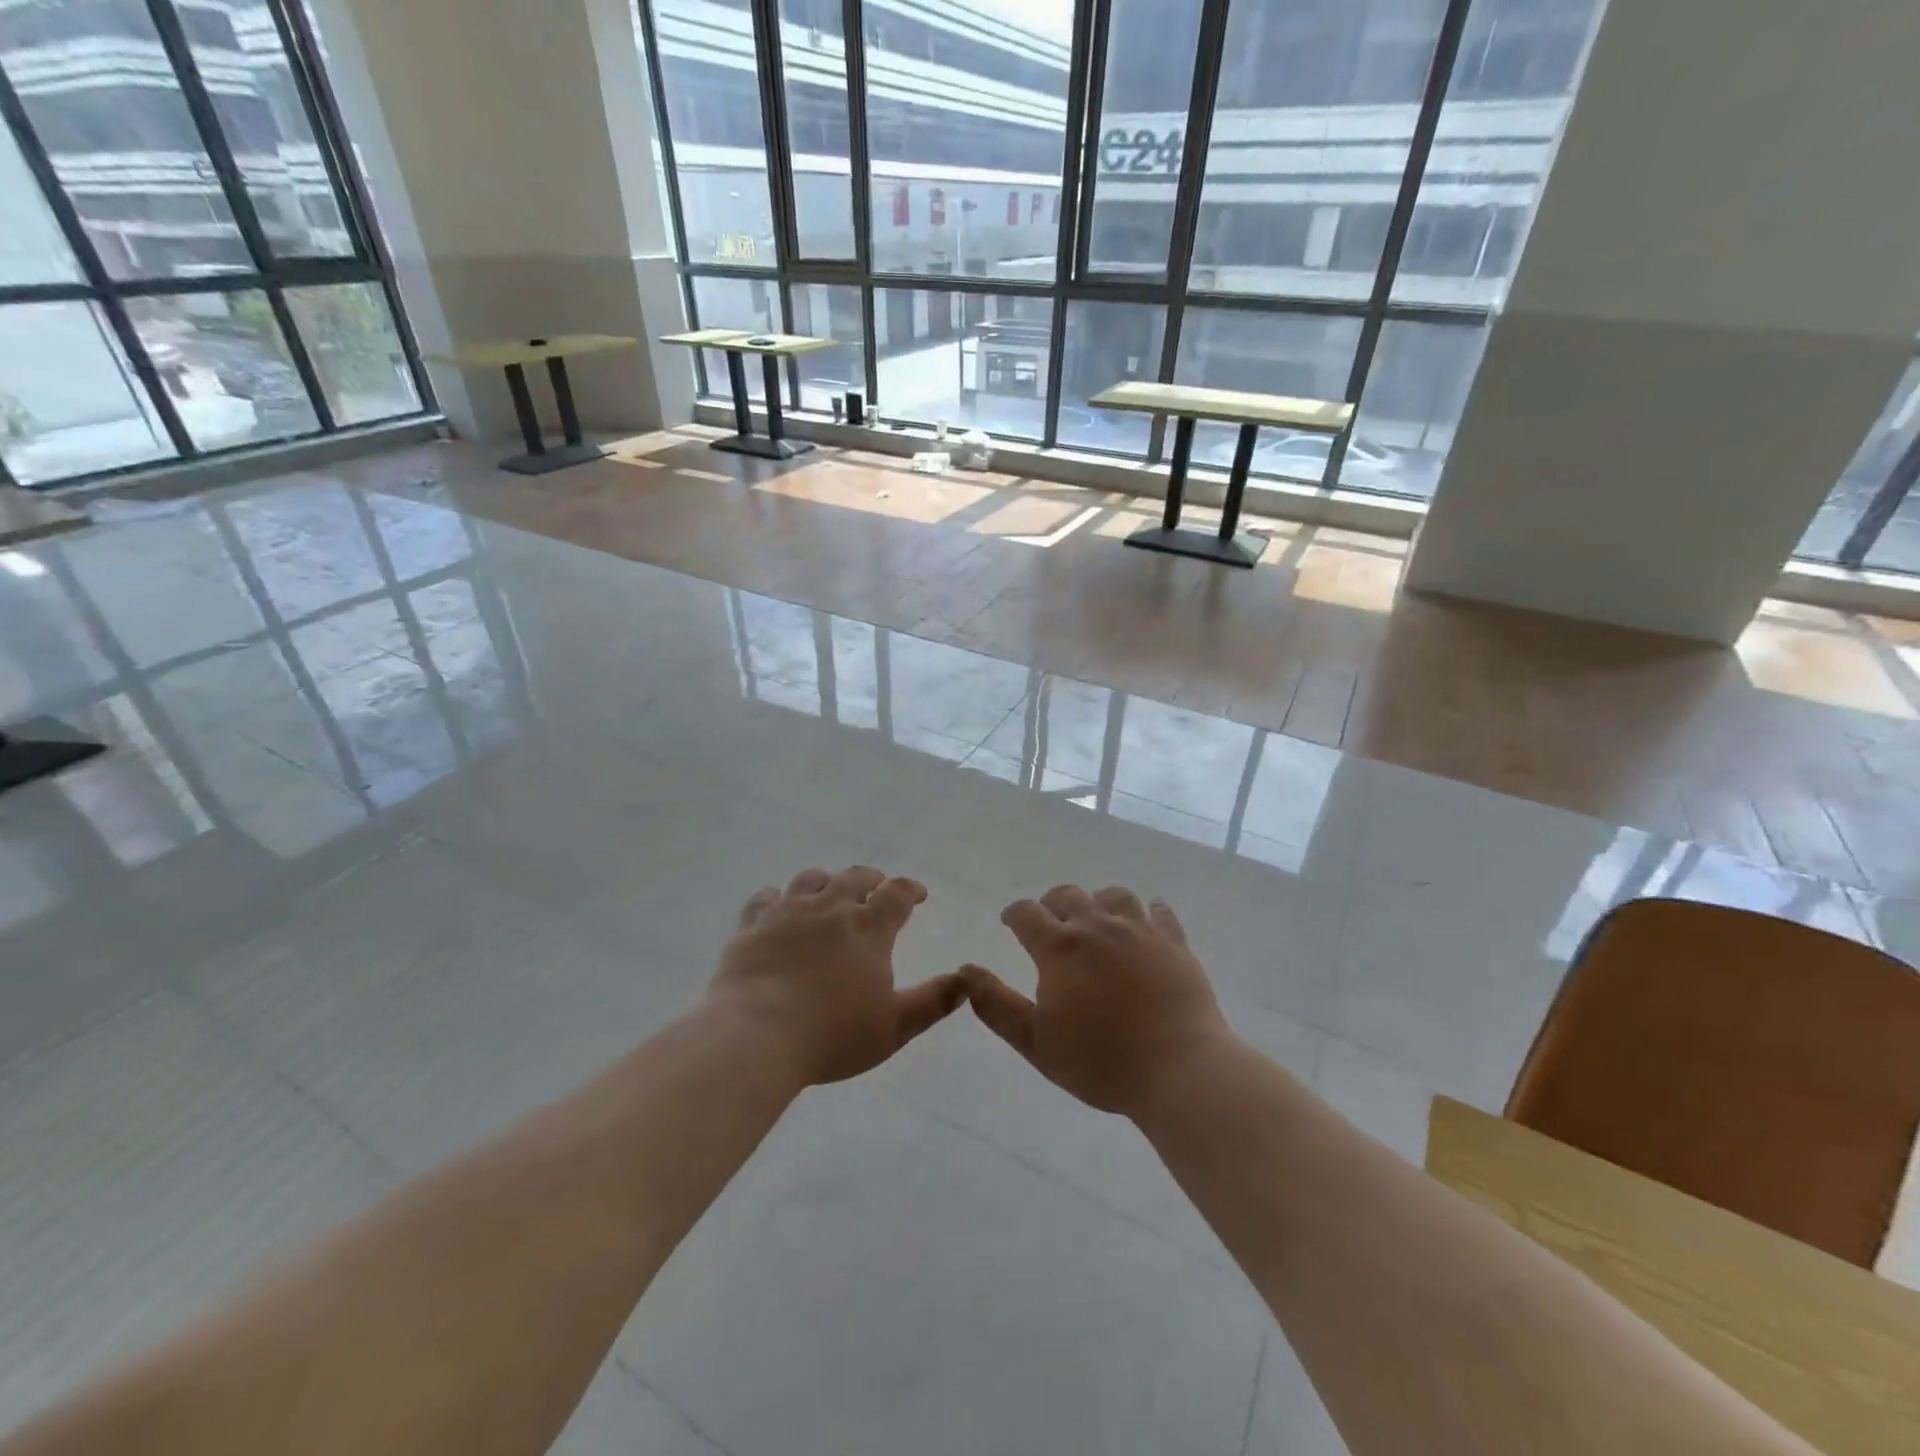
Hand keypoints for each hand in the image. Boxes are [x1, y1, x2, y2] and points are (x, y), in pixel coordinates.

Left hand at [709, 866, 964, 1085]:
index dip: (910, 889)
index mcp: (868, 929)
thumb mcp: (894, 1027)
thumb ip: (933, 1001)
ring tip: (831, 890)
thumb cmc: (832, 1035)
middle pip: (854, 878)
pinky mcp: (752, 926)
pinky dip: (777, 896)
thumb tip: (967, 980)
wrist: (756, 1035)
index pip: (896, 894)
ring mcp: (787, 912)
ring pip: (811, 879)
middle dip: (872, 878)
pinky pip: (765, 897)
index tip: (917, 894)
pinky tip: (778, 905)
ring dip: (827, 881)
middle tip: (877, 885)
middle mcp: (830, 908)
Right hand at [961, 886, 1234, 1117]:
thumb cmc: (1100, 1060)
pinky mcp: (1175, 943)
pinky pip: (1160, 912)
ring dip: (1098, 902)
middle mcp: (1098, 927)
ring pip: (1114, 896)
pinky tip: (1147, 922)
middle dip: (1053, 903)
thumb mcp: (1035, 1041)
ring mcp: (1140, 931)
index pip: (1028, 914)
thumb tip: (965, 970)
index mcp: (1060, 948)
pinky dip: (1148, 912)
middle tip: (1050, 920)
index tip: (1010, 921)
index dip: (1014, 913)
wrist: (1179, 1068)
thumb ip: (996, 1004)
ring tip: (1097, 919)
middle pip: (1069, 896)